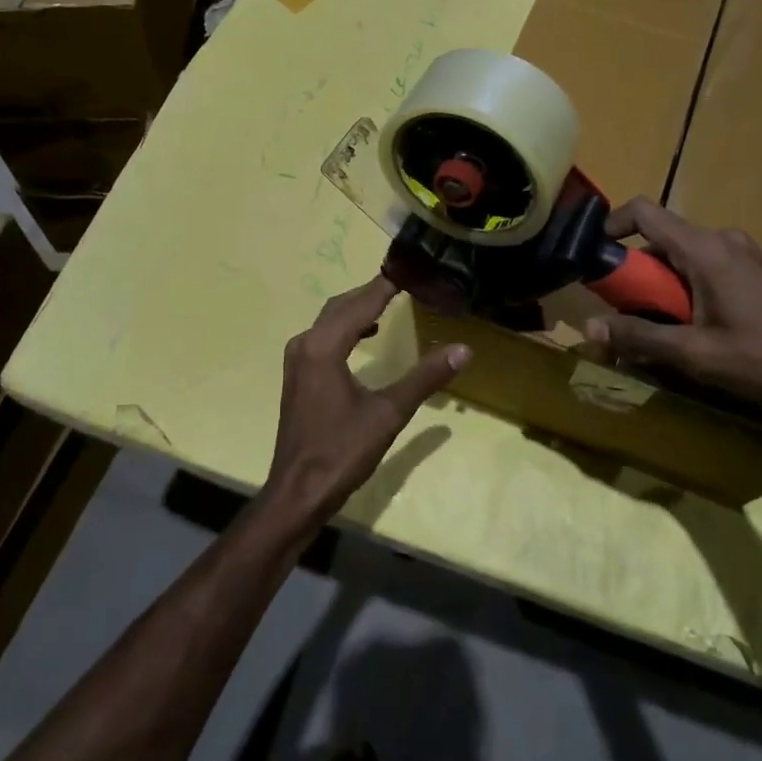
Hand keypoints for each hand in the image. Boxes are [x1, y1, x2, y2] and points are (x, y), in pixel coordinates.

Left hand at [267, 276, 470, 527]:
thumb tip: (463, 350)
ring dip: (359, 307)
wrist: (298, 491)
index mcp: (324, 346)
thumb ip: (424, 378)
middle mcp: (306, 343)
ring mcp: (298, 359)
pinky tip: (367, 334)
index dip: (387, 284)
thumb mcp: (388, 413)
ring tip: (391, 300)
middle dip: (373, 291)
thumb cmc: (342, 451)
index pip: (361, 303)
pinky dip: (347, 326)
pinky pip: (324, 335)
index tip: (413, 268)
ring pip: (331, 319)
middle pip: (342, 305)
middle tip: (408, 281)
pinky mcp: (298, 374)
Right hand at [584, 199, 761, 420]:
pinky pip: (707, 269)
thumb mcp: (697, 355)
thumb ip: (640, 338)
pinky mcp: (759, 272)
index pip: (644, 211)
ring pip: (684, 258)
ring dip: (664, 288)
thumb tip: (590, 328)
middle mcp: (723, 240)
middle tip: (628, 316)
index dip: (611, 225)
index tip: (595, 258)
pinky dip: (689, 290)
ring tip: (664, 332)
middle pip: (661, 241)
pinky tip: (700, 331)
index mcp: (704, 250)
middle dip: (637, 275)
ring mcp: (744, 254)